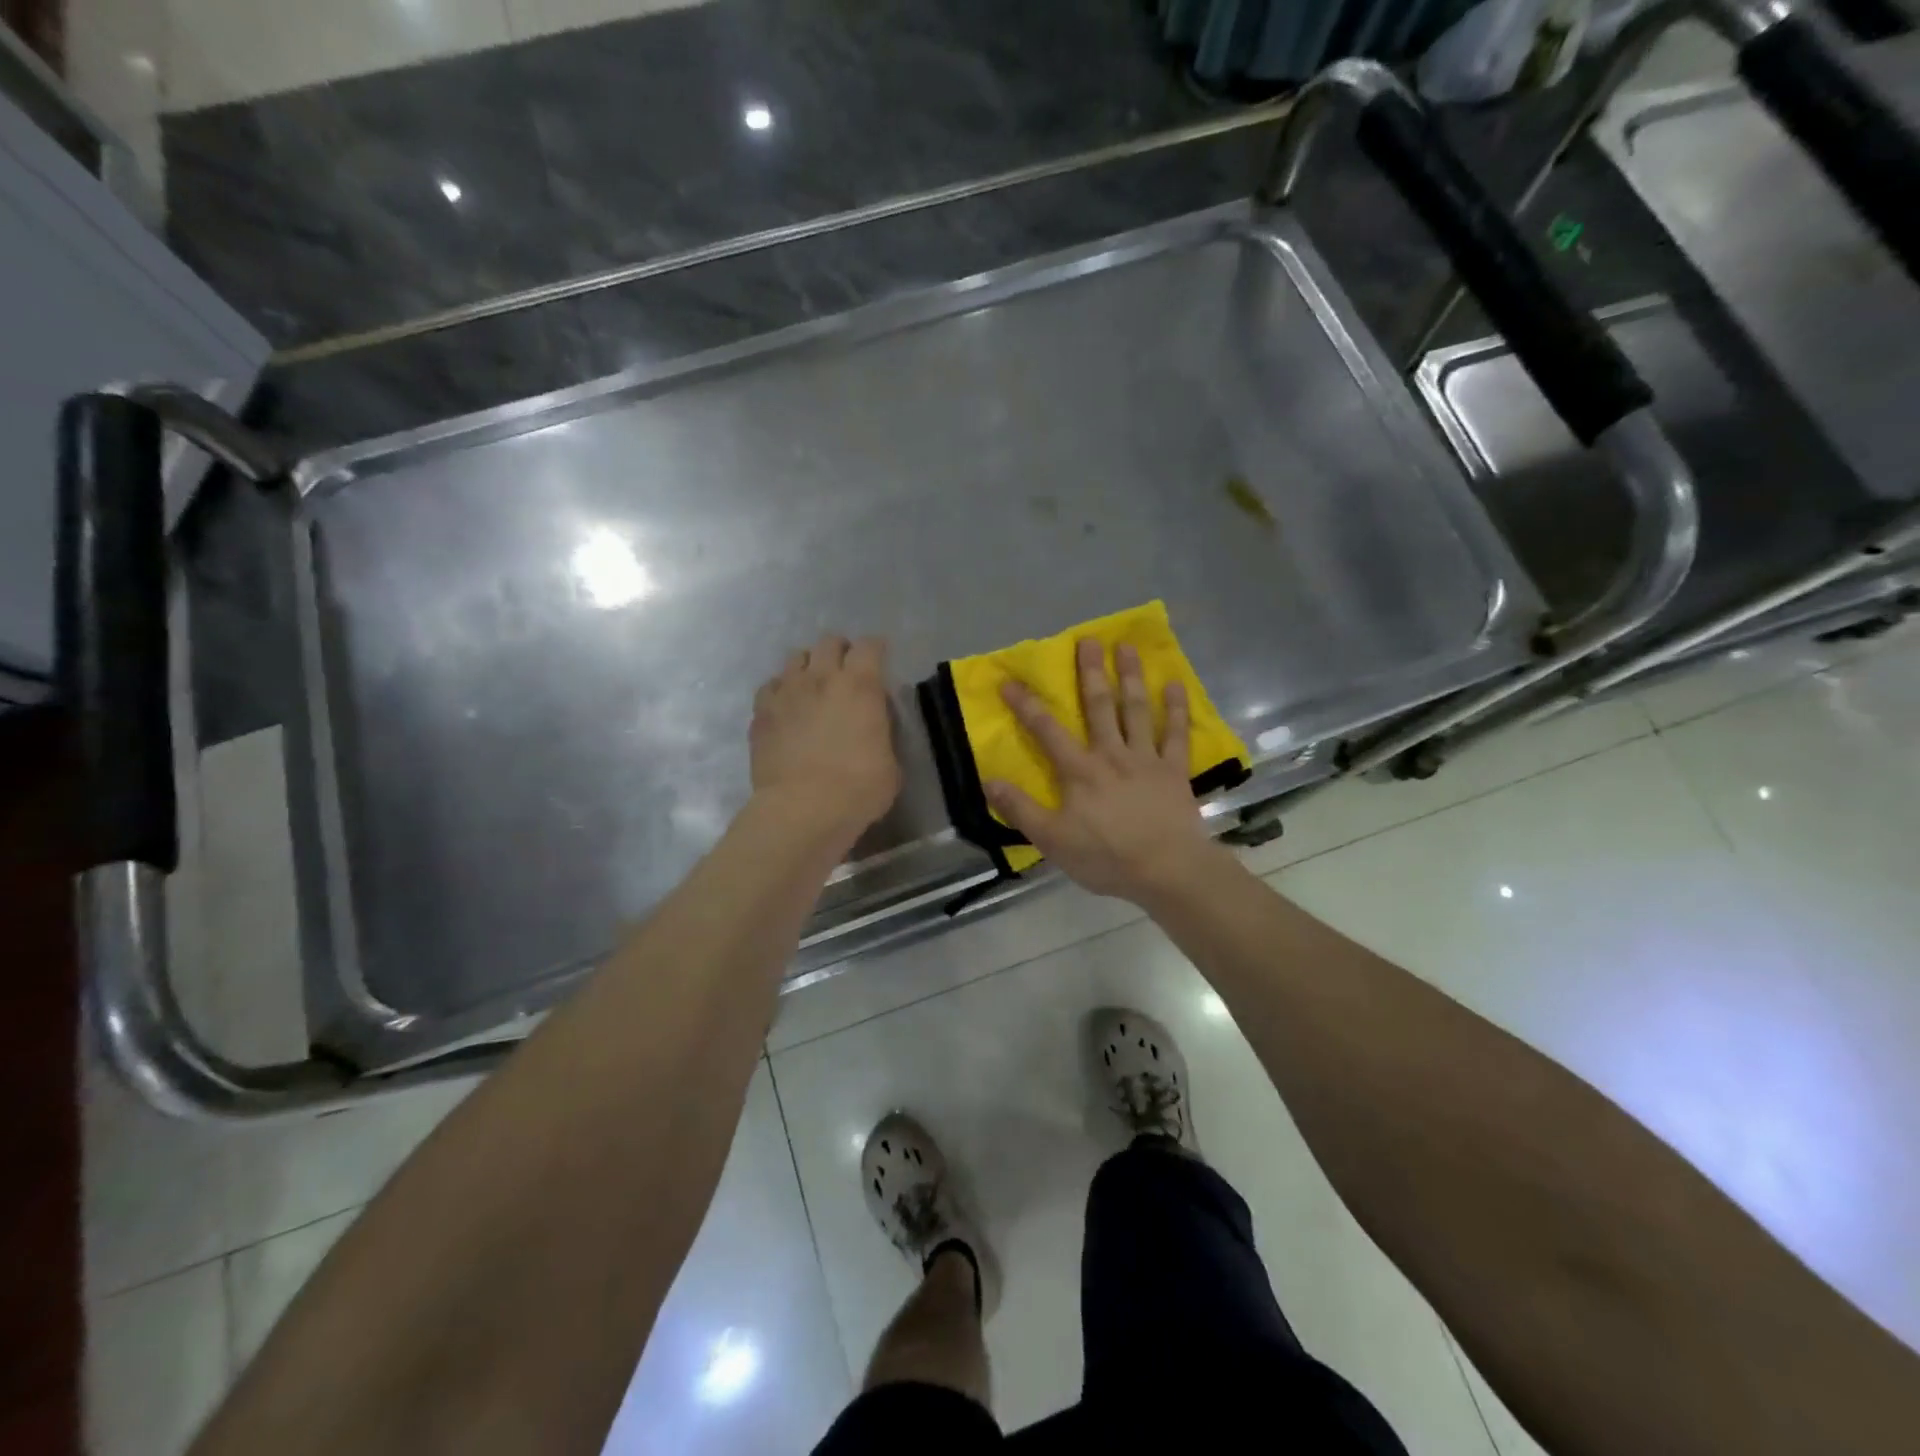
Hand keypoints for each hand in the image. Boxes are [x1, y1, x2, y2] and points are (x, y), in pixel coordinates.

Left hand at [750, 635, 900, 848]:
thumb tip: (874, 728)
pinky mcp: (761, 712)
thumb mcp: (890, 763)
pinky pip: (770, 686)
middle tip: (845, 670)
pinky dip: (781, 691)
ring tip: (813, 685)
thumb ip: (882, 735)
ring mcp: (787, 692)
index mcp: (860, 686)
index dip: (875, 649)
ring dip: (808, 666)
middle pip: (829, 642)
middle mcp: (821, 678)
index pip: (869, 646)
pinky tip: (786, 707)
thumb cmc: (858, 789)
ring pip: (795, 658)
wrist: (802, 809)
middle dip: (840, 651)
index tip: (879, 659)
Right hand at [986, 639, 1226, 903]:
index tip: (1010, 680)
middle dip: (1090, 672)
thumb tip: (989, 780)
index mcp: (1080, 770)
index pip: (1046, 731)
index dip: (1026, 705)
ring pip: (1136, 710)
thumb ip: (1021, 809)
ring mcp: (1146, 759)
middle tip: (1088, 639)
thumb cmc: (1106, 857)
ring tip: (1127, 647)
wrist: (1167, 870)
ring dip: (1131, 677)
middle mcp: (1111, 754)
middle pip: (1098, 706)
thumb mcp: (1052, 840)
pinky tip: (1175, 685)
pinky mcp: (1174, 770)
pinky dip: (1176, 708)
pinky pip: (1176, 733)